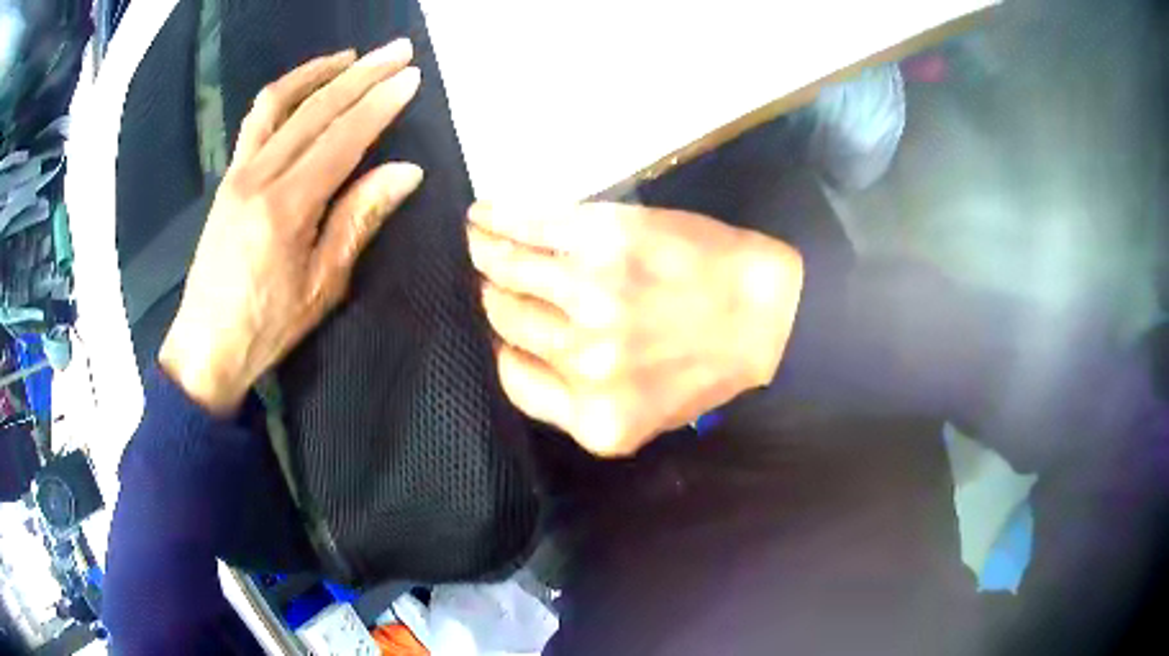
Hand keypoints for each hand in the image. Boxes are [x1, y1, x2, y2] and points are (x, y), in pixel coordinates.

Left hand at [159, 39, 424, 415]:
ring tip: (353, 56)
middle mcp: (259, 177)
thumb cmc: (267, 327)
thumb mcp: (323, 285)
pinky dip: (286, 92)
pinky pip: (256, 120)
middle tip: (398, 51)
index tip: (411, 78)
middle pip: (315, 109)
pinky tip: (306, 85)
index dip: (380, 104)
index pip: (342, 138)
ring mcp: (238, 172)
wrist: (205, 347)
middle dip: (361, 74)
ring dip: (319, 71)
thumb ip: (360, 220)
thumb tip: (405, 172)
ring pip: (279, 102)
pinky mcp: (228, 177)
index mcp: (286, 208)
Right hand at [467, 202, 803, 456]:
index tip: (504, 327)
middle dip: (497, 299)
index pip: (511, 377)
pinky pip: (528, 227)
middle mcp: (582, 361)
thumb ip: (577, 400)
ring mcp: (589, 295)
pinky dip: (496, 219)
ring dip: (484, 252)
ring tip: (476, 240)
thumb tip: (515, 354)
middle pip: (505, 320)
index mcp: (592, 416)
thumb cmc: (707, 362)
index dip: (505, 348)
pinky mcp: (602, 239)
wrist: (767, 313)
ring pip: (506, 270)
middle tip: (496, 278)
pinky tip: (480, 216)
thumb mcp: (644, 412)